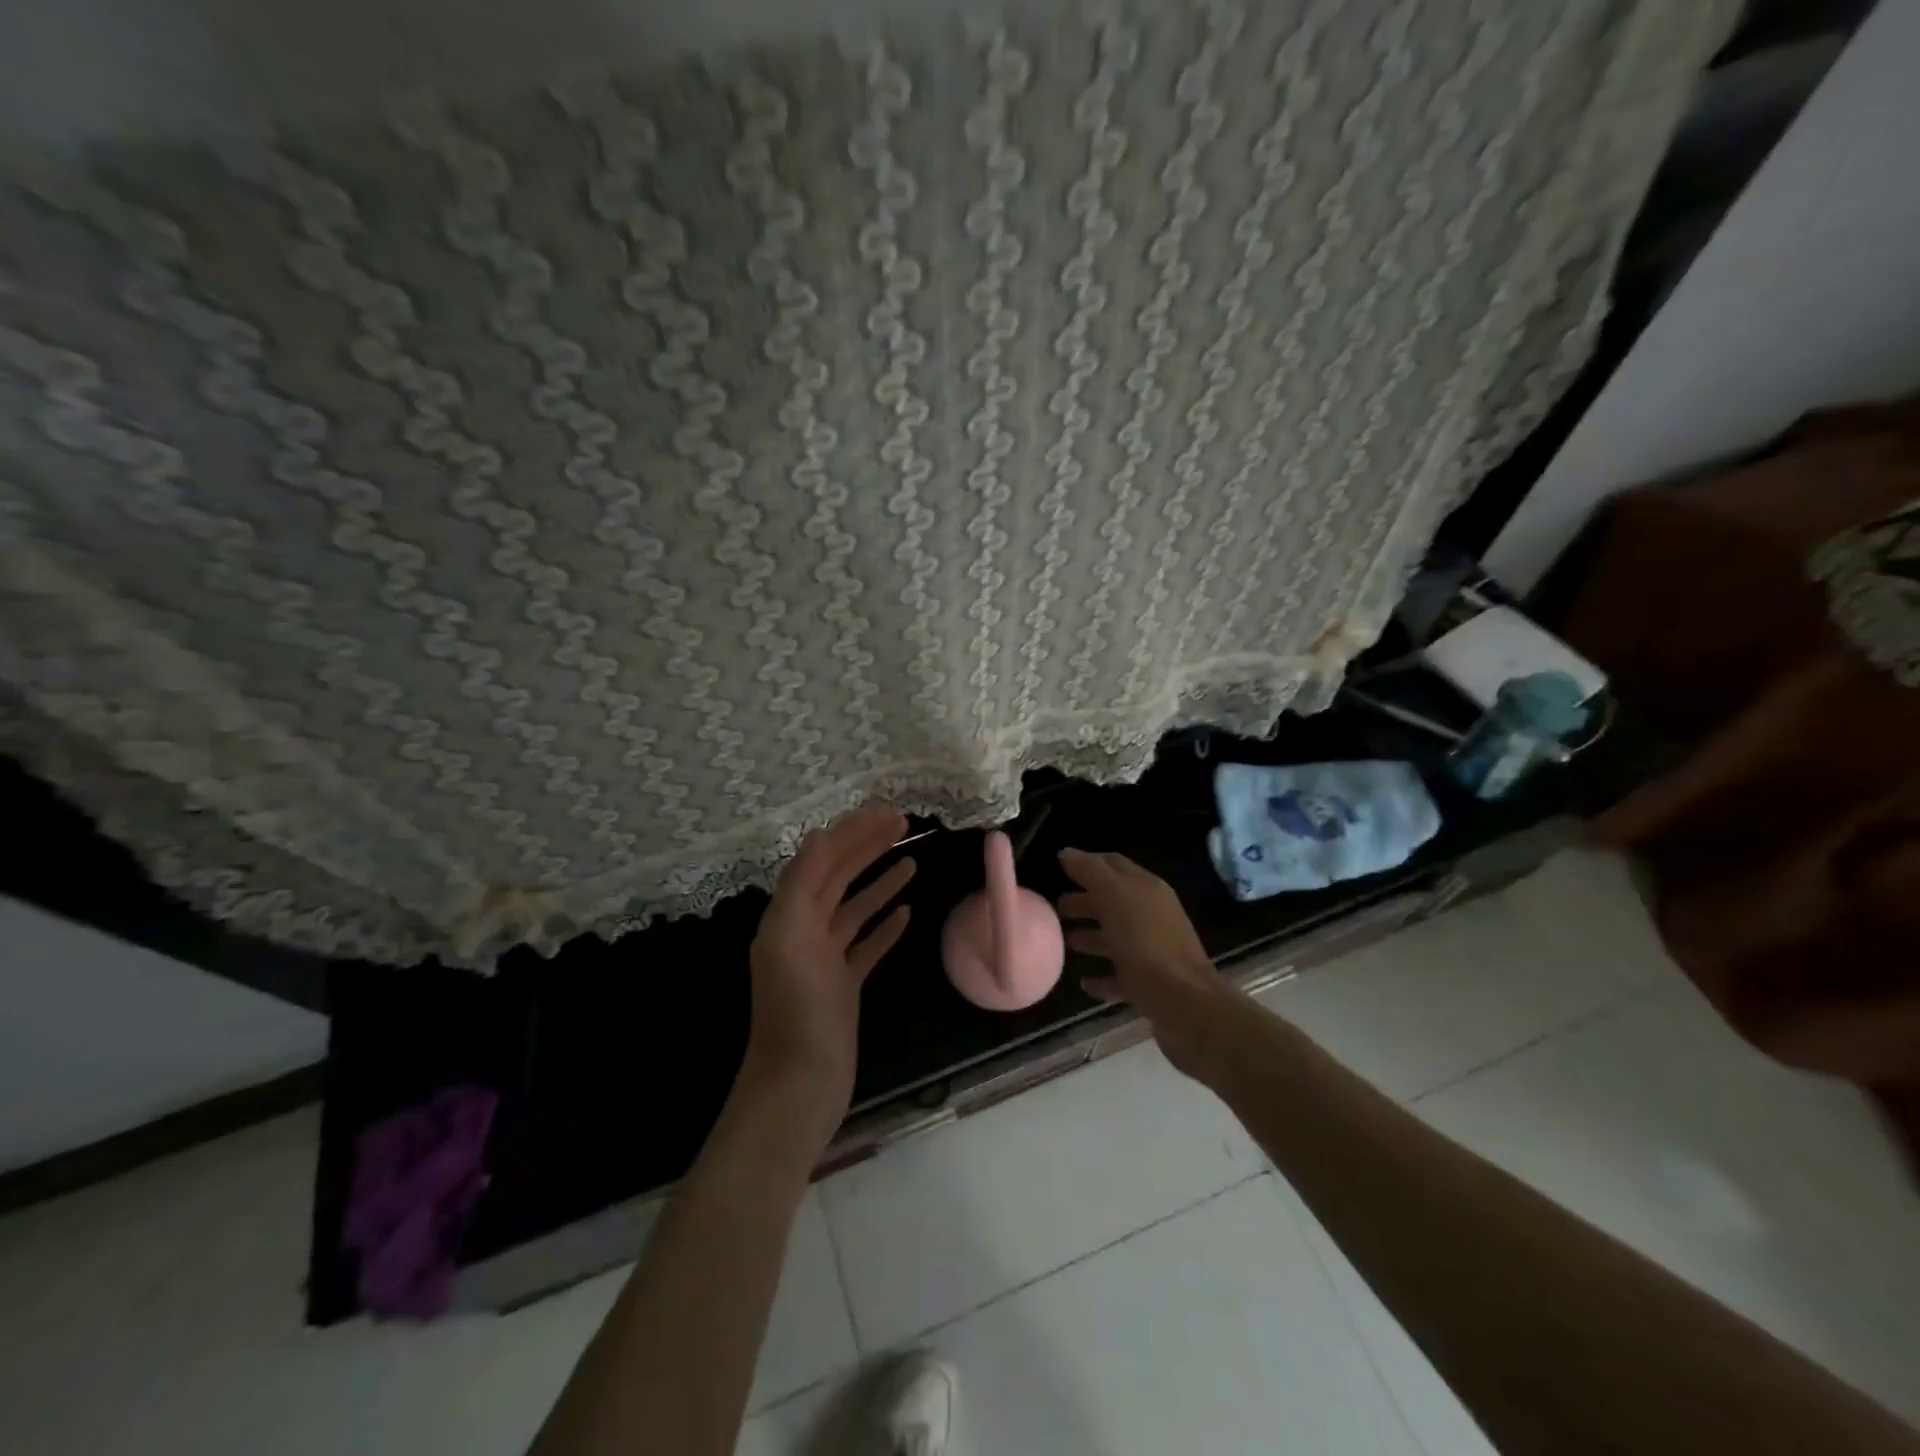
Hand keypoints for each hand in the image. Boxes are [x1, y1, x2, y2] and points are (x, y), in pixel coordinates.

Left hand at [745, 802, 914, 1124]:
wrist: (799, 1084)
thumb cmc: (798, 1010)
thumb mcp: (791, 937)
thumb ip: (803, 884)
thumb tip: (822, 834)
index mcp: (788, 915)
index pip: (821, 859)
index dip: (852, 832)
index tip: (889, 813)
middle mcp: (804, 931)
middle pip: (838, 877)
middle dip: (868, 847)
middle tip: (906, 825)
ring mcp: (825, 960)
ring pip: (855, 909)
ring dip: (880, 882)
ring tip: (911, 861)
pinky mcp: (844, 986)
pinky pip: (866, 945)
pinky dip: (884, 926)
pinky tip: (907, 913)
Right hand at [1058, 848, 1225, 1076]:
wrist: (1184, 1003)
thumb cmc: (1146, 943)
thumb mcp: (1114, 897)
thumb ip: (1090, 872)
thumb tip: (1067, 852)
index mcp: (1147, 888)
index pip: (1113, 864)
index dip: (1087, 863)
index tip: (1060, 868)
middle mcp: (1153, 915)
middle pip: (1114, 901)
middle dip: (1086, 901)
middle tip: (1057, 908)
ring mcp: (1154, 951)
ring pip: (1117, 937)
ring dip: (1092, 936)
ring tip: (1066, 942)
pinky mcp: (1152, 984)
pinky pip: (1121, 975)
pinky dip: (1103, 976)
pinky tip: (1084, 983)